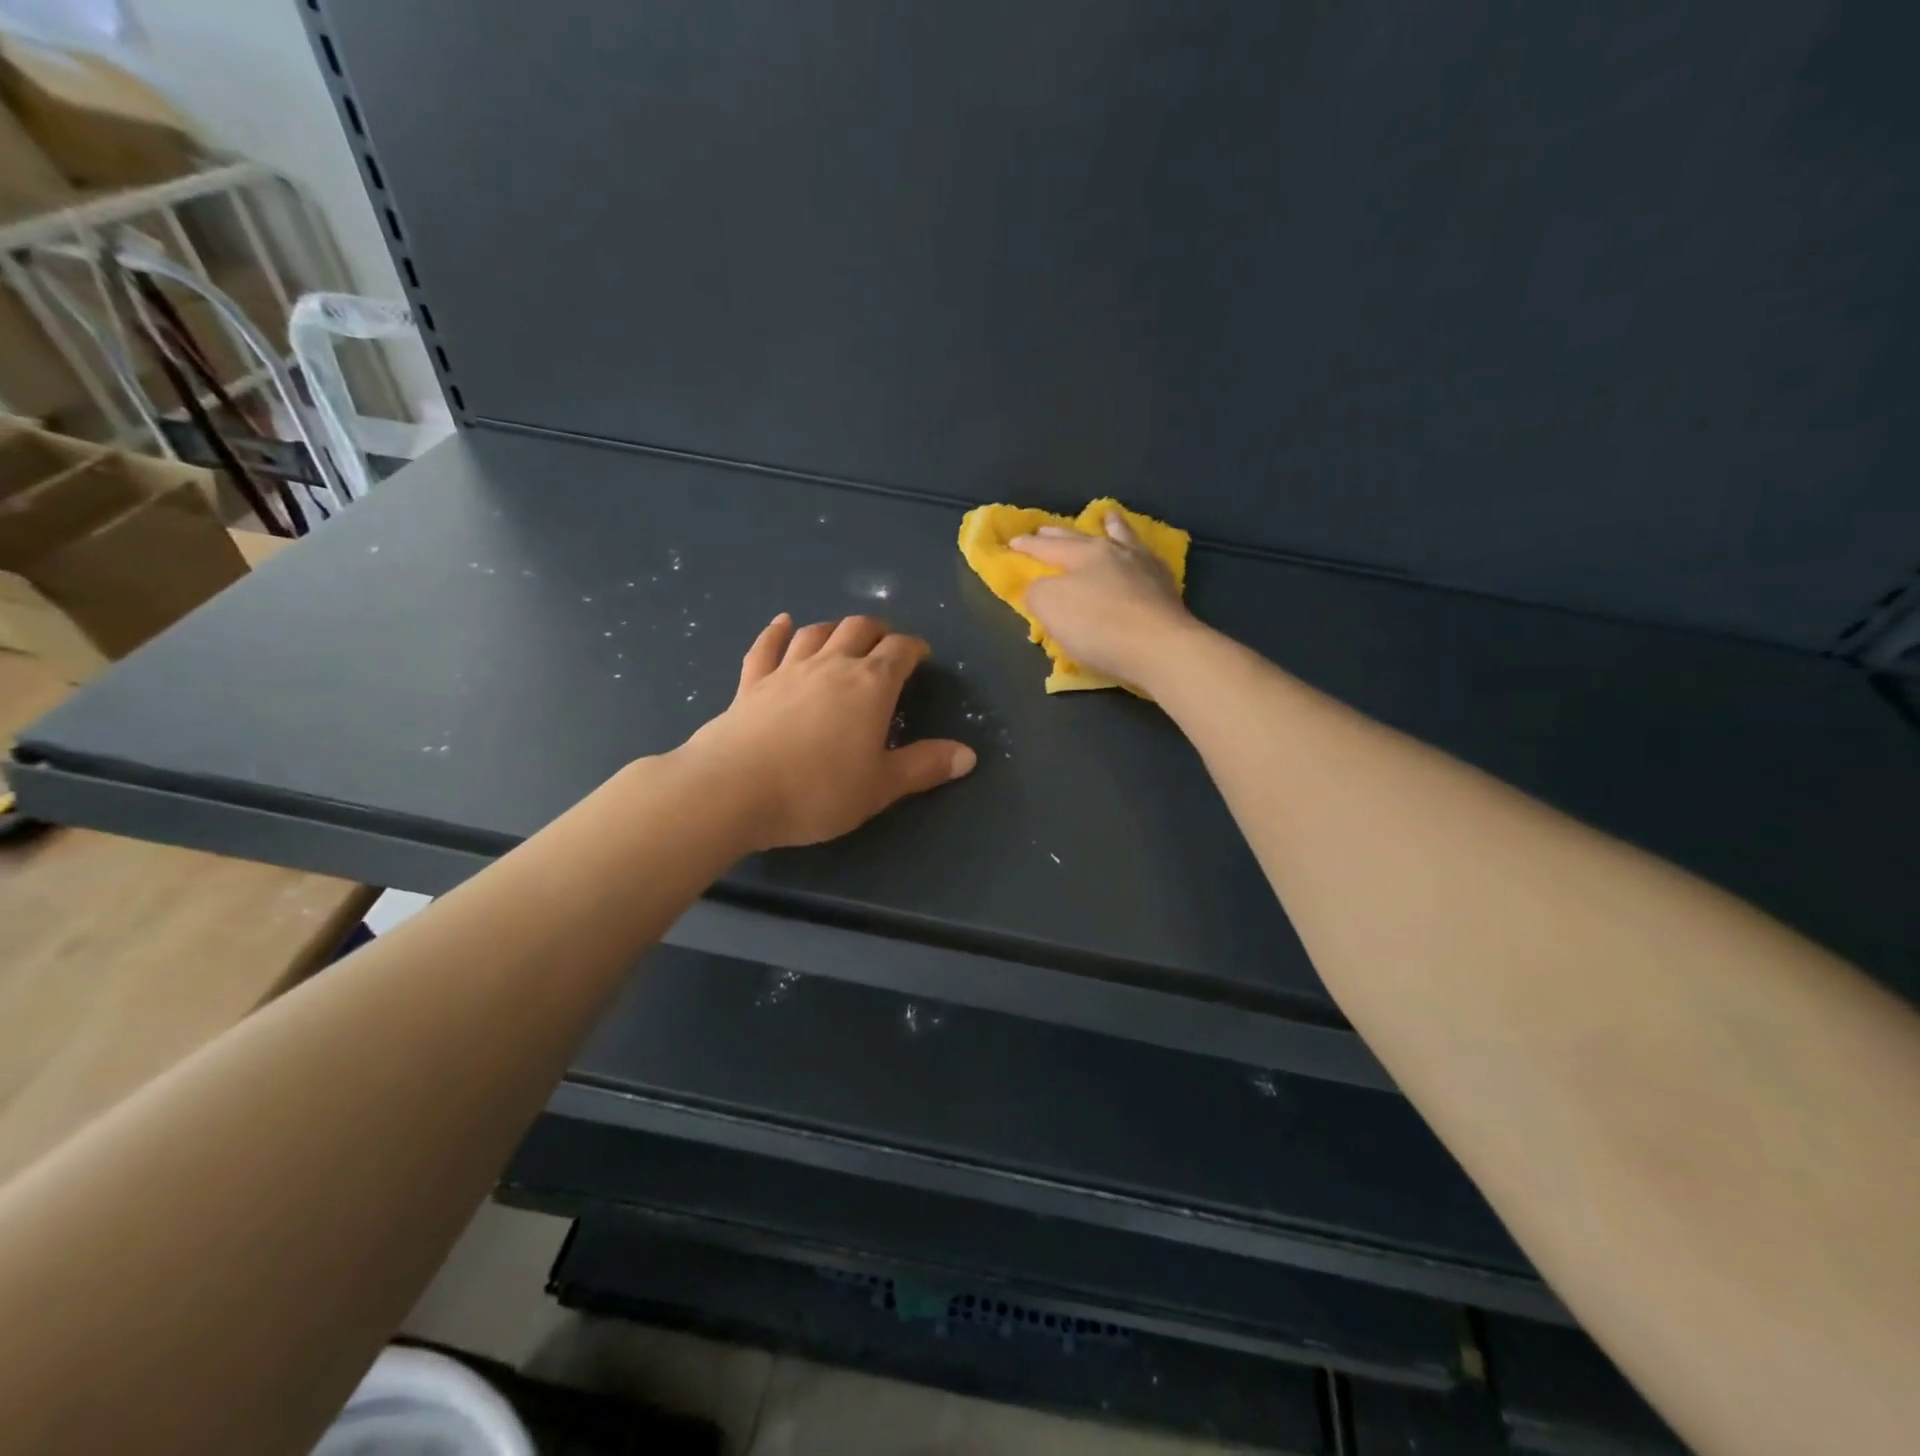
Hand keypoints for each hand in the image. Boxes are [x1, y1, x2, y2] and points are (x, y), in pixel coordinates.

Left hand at [682, 614, 975, 849]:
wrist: (734, 790)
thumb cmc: (818, 790)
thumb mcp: (881, 786)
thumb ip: (924, 766)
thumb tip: (969, 755)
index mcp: (870, 686)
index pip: (899, 652)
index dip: (914, 648)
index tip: (921, 655)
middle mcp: (831, 666)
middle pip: (858, 630)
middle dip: (878, 630)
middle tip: (886, 642)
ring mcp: (787, 670)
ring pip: (816, 633)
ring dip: (835, 628)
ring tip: (844, 633)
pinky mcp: (751, 683)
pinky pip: (767, 647)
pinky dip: (777, 632)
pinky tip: (782, 622)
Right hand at [1011, 512, 1200, 689]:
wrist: (1160, 648)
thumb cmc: (1099, 626)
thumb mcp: (1051, 607)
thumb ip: (1037, 592)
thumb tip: (1039, 588)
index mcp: (1085, 553)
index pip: (1048, 547)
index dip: (1028, 546)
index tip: (1013, 541)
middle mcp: (1116, 552)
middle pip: (1083, 537)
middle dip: (1060, 533)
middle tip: (1046, 528)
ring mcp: (1145, 568)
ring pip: (1124, 539)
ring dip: (1112, 527)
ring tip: (1108, 518)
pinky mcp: (1166, 589)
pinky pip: (1147, 560)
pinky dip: (1138, 552)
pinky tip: (1141, 555)